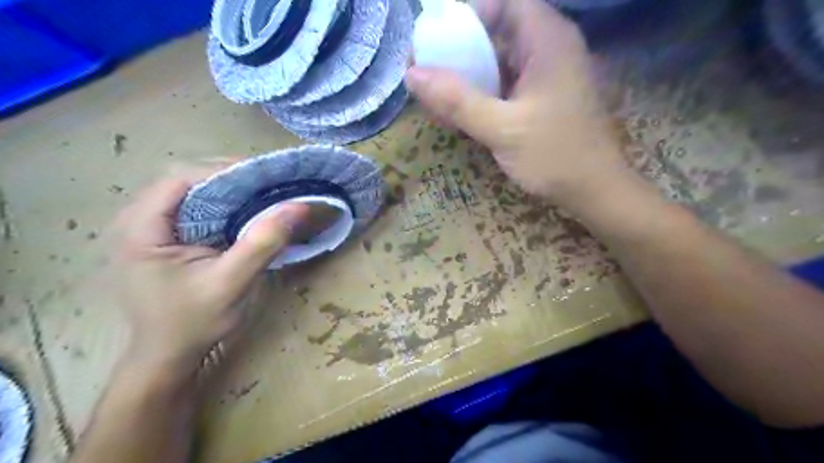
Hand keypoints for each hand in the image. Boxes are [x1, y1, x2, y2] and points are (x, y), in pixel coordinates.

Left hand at [111, 170, 307, 375]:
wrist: (168, 356)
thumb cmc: (193, 323)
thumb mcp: (232, 283)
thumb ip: (263, 243)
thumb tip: (298, 205)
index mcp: (141, 229)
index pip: (181, 178)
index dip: (224, 170)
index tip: (265, 176)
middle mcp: (138, 220)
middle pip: (186, 180)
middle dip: (230, 177)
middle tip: (269, 184)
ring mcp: (149, 228)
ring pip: (192, 192)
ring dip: (229, 189)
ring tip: (264, 193)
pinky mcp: (164, 237)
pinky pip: (195, 208)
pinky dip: (224, 205)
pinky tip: (247, 212)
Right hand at [408, 0, 632, 210]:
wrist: (593, 191)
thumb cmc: (555, 156)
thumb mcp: (502, 128)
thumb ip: (457, 102)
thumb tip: (412, 75)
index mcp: (548, 41)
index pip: (506, 3)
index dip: (471, 13)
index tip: (439, 38)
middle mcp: (548, 50)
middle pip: (498, 31)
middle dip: (460, 48)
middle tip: (427, 70)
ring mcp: (544, 76)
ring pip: (498, 61)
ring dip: (467, 76)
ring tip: (435, 96)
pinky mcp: (539, 99)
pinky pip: (504, 86)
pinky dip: (480, 95)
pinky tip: (458, 114)